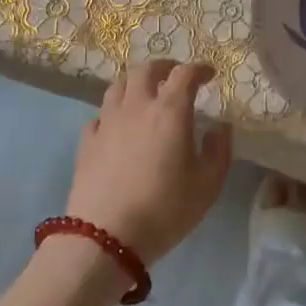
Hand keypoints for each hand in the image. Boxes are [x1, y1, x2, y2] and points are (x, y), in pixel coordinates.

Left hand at [70, 60, 231, 265]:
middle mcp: (136, 107)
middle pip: (145, 70)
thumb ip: (219, 150)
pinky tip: (118, 127)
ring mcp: (107, 122)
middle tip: (175, 76)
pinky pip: (99, 115)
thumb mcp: (208, 185)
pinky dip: (112, 113)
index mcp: (169, 111)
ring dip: (135, 83)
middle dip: (164, 67)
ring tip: (145, 95)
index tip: (209, 75)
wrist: (106, 237)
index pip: (184, 74)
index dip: (199, 69)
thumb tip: (219, 127)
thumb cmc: (165, 209)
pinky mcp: (87, 142)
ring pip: (118, 86)